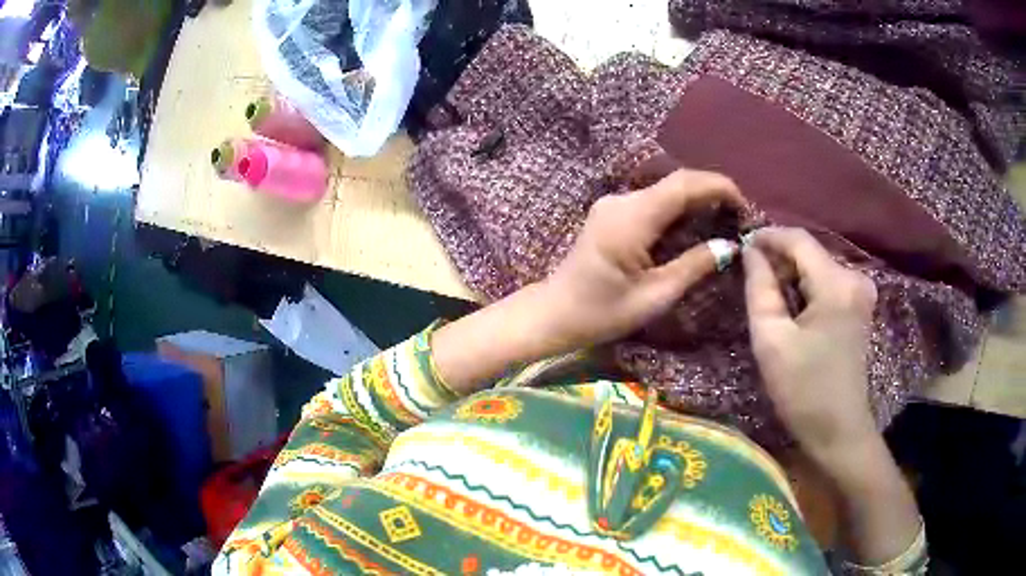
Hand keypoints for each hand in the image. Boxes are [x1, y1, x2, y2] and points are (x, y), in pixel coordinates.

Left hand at [432, 169, 742, 393]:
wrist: (554, 313)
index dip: (718, 186)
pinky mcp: (612, 212)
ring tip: (724, 221)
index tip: (745, 205)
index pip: (683, 184)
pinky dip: (679, 209)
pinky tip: (695, 225)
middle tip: (739, 218)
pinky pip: (653, 201)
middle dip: (711, 193)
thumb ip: (693, 266)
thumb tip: (730, 246)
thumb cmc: (601, 312)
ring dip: (696, 200)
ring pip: (665, 190)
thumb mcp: (654, 296)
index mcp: (631, 218)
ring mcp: (614, 204)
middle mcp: (621, 201)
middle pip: (675, 183)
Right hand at [742, 227, 878, 461]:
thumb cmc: (803, 390)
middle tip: (749, 273)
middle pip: (810, 252)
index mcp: (836, 284)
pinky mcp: (860, 306)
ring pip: (818, 267)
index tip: (740, 243)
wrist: (838, 430)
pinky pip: (827, 283)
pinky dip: (805, 287)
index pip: (799, 240)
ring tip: (765, 291)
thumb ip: (760, 288)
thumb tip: (750, 251)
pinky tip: (790, 305)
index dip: (768, 236)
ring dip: (791, 274)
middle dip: (779, 258)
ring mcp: (861, 292)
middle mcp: (855, 278)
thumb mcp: (772, 340)